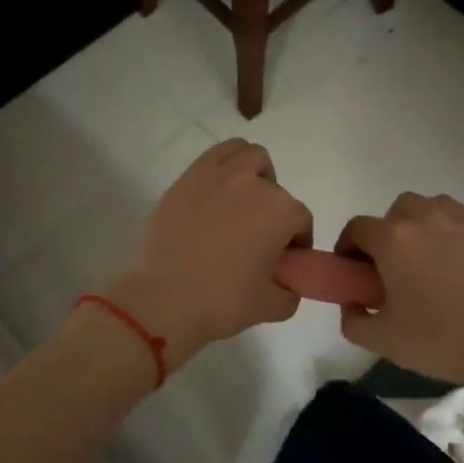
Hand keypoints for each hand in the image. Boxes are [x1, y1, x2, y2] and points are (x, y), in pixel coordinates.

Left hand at [105, 139, 312, 365]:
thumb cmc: (222, 302)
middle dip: (273, 209)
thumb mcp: (272, 307)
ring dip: (252, 174)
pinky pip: (213, 157)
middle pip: (275, 187)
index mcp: (280, 211)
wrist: (163, 300)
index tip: (285, 260)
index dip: (297, 242)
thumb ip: (291, 291)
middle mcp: (252, 183)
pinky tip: (214, 197)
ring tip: (240, 204)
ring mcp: (216, 176)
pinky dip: (222, 168)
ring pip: (246, 155)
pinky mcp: (185, 179)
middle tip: (259, 235)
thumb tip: (288, 283)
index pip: (301, 220)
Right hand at [336, 193, 463, 397]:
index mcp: (393, 240)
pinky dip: (444, 229)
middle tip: (389, 268)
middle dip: (384, 235)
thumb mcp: (382, 340)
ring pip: (426, 208)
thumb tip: (352, 303)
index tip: (353, 271)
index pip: (357, 228)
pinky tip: (450, 260)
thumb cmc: (439, 341)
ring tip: (421, 260)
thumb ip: (353, 320)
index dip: (348, 248)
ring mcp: (459, 221)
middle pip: (393, 213)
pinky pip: (455, 217)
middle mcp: (424, 218)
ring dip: (415, 226)